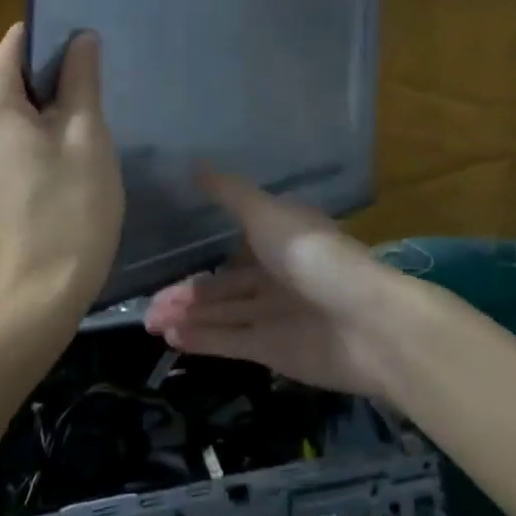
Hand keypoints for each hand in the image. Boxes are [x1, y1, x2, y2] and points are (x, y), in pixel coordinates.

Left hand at [0, 25, 122, 323]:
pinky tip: (64, 158)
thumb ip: (81, 78)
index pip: (18, 40)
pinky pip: (4, 136)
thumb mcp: (85, 135)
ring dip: (46, 108)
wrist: (38, 295)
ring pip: (11, 107)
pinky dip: (32, 134)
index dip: (56, 37)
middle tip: (97, 94)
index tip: (91, 53)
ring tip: (86, 126)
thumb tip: (81, 37)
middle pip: (12, 73)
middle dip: (54, 76)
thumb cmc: (69, 208)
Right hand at [142, 168, 401, 396]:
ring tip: (150, 322)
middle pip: (223, 288)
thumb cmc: (314, 256)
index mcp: (279, 241)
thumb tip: (196, 164)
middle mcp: (277, 277)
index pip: (232, 250)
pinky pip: (232, 341)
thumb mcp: (267, 214)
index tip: (164, 263)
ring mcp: (277, 316)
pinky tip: (172, 339)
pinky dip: (203, 339)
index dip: (199, 257)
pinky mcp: (276, 351)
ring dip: (188, 318)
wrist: (368, 322)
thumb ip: (230, 194)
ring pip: (223, 315)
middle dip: (186, 296)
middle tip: (147, 308)